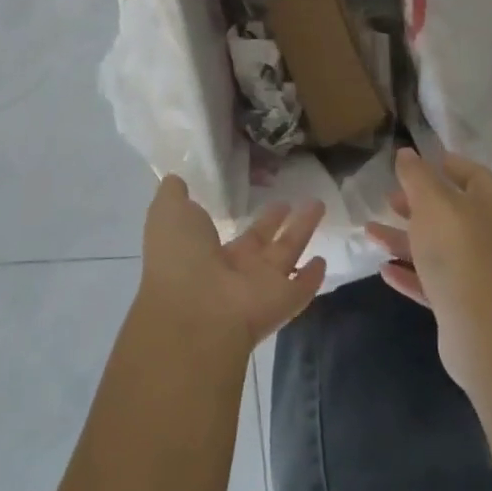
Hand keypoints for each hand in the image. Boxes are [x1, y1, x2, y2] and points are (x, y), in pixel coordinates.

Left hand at [137, 175, 327, 355]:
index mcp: (207, 254)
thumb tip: (176, 180)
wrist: (196, 310)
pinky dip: (312, 277)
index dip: (239, 218)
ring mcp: (260, 288)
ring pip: (286, 253)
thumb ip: (173, 194)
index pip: (229, 235)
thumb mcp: (168, 212)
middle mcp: (235, 272)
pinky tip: (323, 260)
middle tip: (291, 201)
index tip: (256, 198)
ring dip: (301, 230)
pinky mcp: (283, 302)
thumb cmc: (180, 257)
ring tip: (318, 204)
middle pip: (261, 241)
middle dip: (275, 221)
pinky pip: (301, 288)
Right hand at [365, 149, 491, 389]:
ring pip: (438, 247)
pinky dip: (411, 273)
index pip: (471, 173)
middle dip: (417, 205)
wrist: (485, 330)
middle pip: (452, 212)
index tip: (412, 162)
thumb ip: (416, 175)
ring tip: (370, 233)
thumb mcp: (431, 202)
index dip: (442, 164)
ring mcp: (481, 272)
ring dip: (404, 239)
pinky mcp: (467, 303)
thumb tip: (407, 153)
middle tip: (387, 199)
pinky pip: (435, 281)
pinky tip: (385, 270)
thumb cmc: (459, 250)